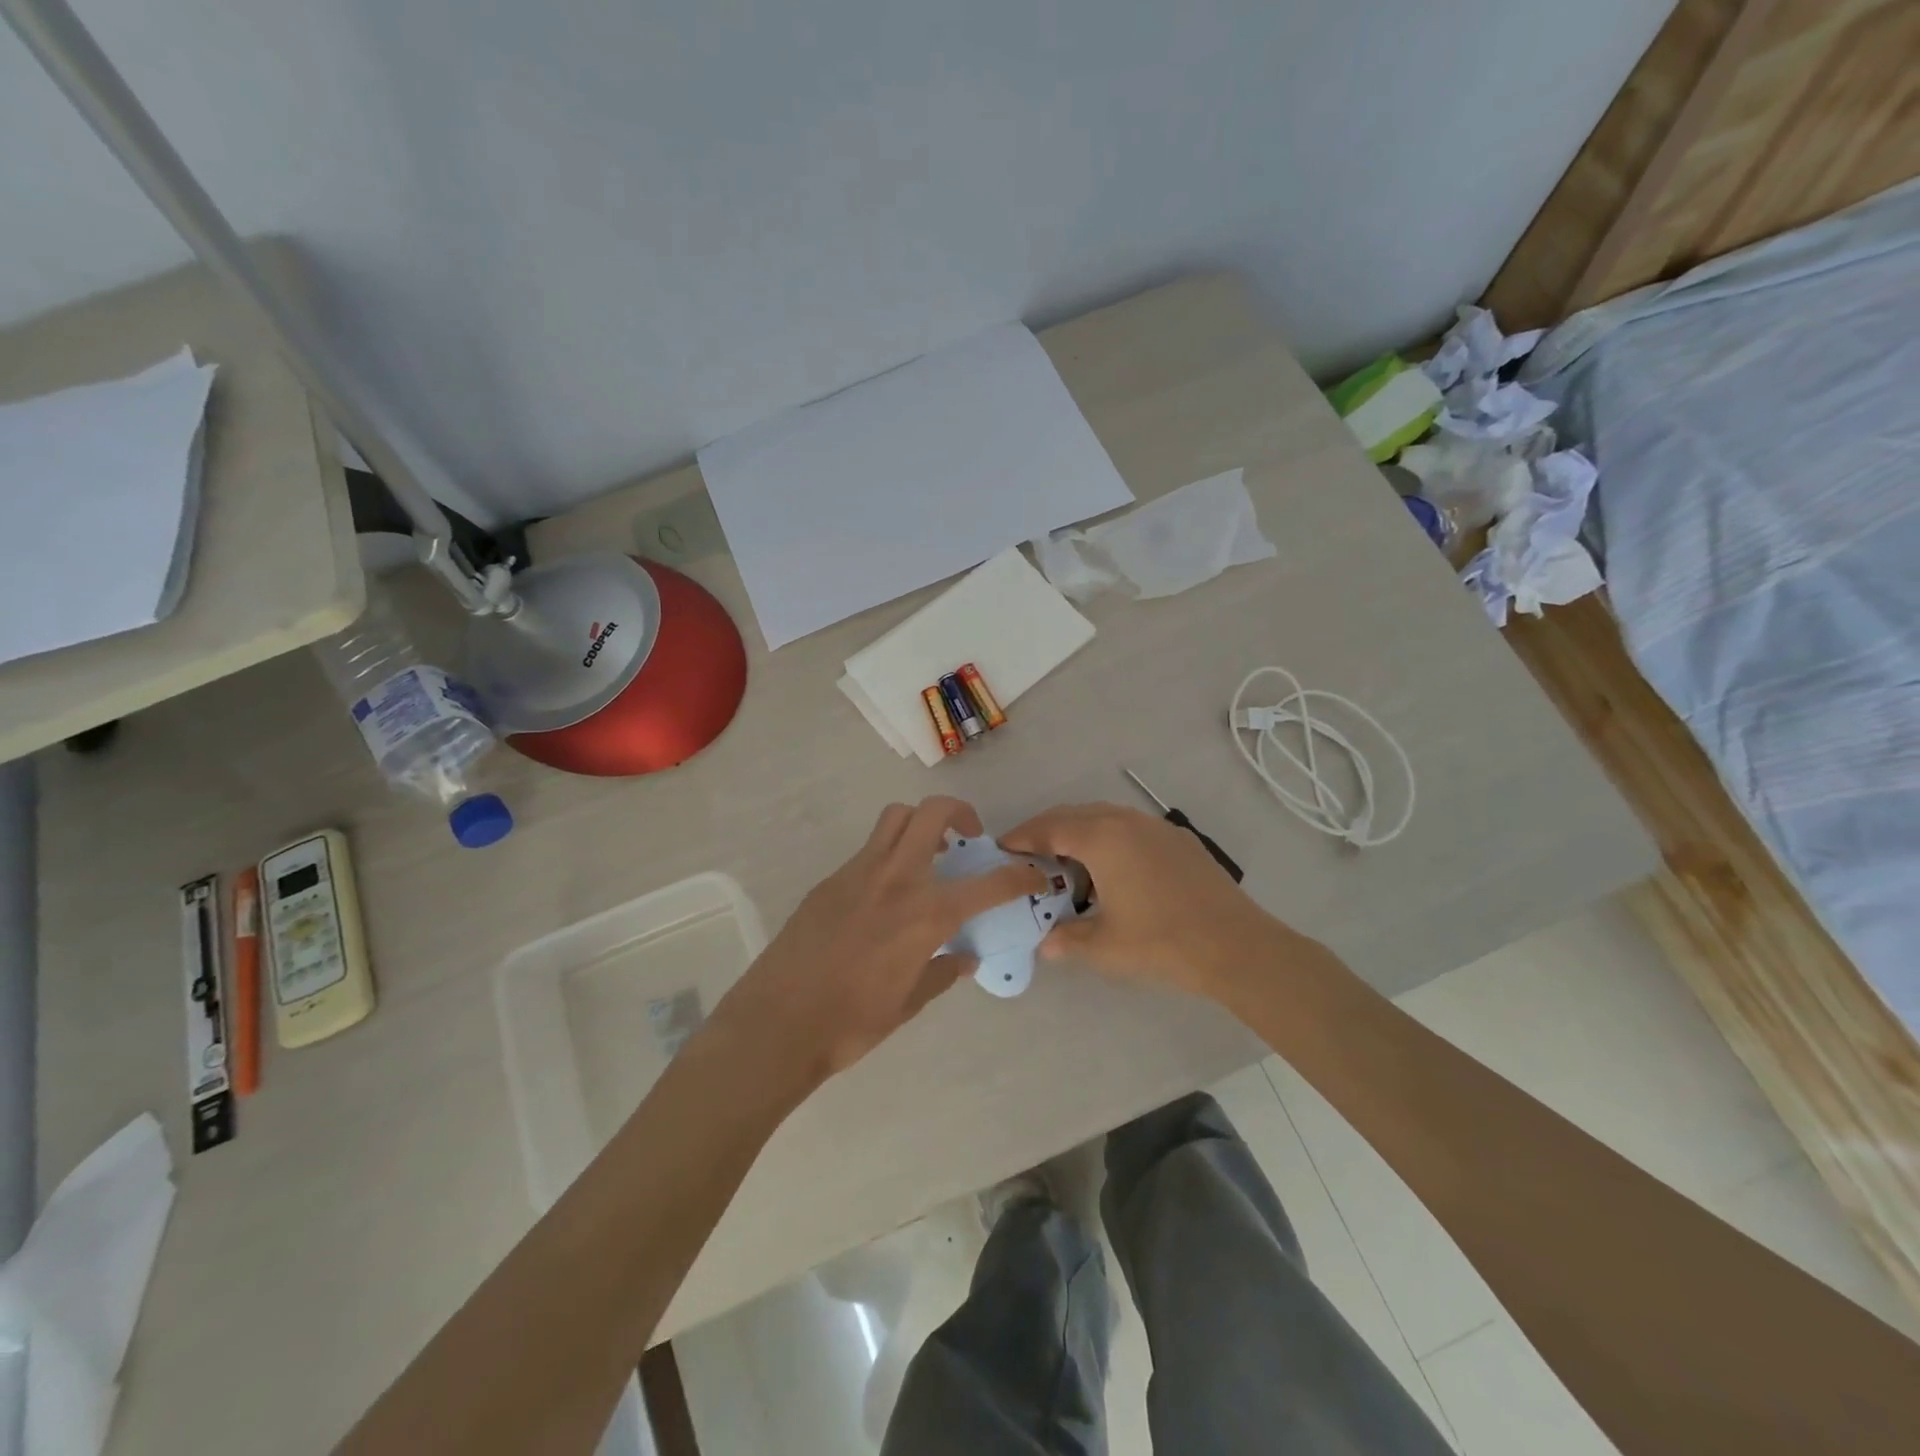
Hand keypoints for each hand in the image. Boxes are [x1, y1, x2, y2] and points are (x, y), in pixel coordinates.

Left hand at [713, 797, 1045, 1083]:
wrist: (777, 1023)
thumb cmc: (851, 1023)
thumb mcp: (908, 1003)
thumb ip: (942, 973)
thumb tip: (964, 959)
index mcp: (926, 914)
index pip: (988, 884)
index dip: (1019, 875)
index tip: (1032, 874)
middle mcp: (896, 879)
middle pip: (933, 813)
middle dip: (961, 812)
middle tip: (969, 838)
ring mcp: (858, 873)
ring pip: (896, 819)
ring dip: (920, 823)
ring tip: (928, 854)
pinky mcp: (830, 880)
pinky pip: (869, 850)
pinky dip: (889, 854)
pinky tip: (885, 894)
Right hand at [1000, 802, 1296, 1001]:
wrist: (1235, 945)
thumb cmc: (1161, 942)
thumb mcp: (1104, 946)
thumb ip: (1067, 939)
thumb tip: (1044, 945)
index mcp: (1101, 838)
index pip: (1049, 828)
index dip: (1021, 837)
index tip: (1001, 848)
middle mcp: (1125, 821)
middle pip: (1073, 814)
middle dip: (1046, 830)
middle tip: (1027, 854)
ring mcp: (1155, 826)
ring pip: (1103, 816)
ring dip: (1078, 831)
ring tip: (1065, 861)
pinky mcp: (1178, 839)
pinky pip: (1129, 827)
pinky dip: (1107, 837)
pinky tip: (1111, 868)